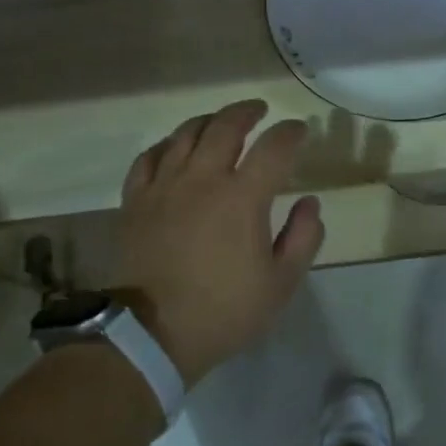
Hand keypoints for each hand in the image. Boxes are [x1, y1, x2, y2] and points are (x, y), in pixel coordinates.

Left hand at [116, 99, 324, 385]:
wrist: (153, 334)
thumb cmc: (225, 310)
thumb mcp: (281, 283)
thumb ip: (303, 237)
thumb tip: (310, 202)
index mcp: (242, 197)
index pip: (274, 147)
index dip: (291, 133)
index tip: (300, 131)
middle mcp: (202, 179)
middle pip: (225, 126)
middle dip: (247, 112)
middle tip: (259, 111)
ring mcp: (163, 187)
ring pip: (184, 134)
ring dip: (208, 121)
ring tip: (220, 122)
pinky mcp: (135, 202)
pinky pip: (148, 158)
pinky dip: (165, 145)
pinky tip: (173, 148)